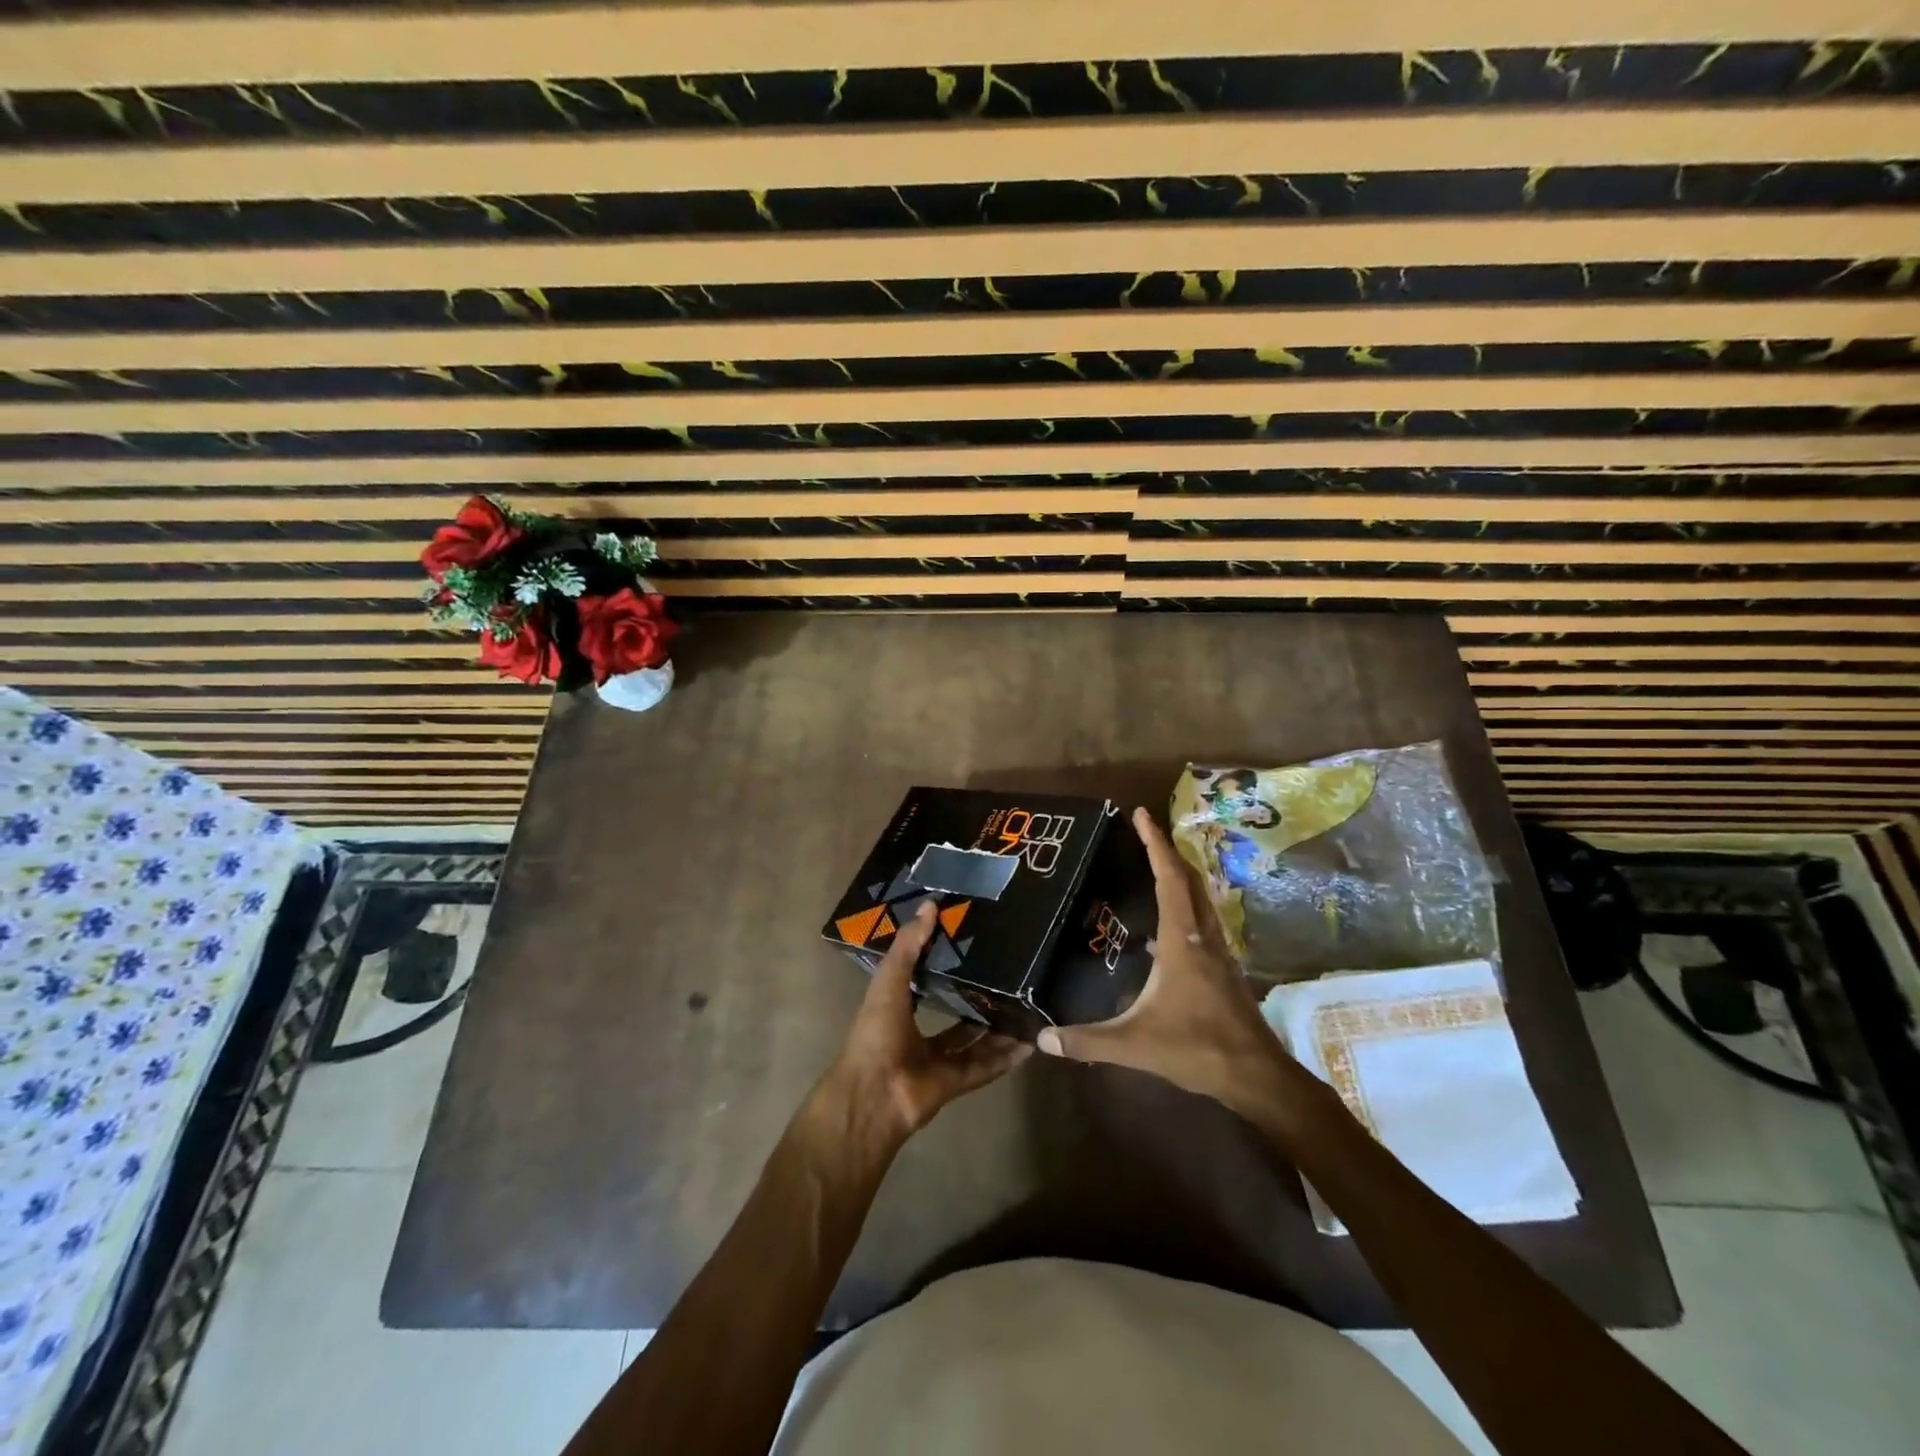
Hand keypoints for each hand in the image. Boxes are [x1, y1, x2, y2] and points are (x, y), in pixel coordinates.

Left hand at [824, 900, 1030, 1143]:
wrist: (874, 1096)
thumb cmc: (876, 1033)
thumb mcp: (889, 981)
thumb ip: (909, 946)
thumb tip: (931, 905)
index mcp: (897, 1008)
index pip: (922, 981)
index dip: (942, 963)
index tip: (970, 942)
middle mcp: (917, 1034)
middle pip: (954, 1014)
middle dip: (977, 999)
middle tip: (1008, 977)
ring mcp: (937, 1061)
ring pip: (974, 1041)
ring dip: (997, 1028)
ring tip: (1025, 1006)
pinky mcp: (955, 1083)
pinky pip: (985, 1067)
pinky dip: (1005, 1057)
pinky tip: (1028, 1043)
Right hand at [1036, 808, 1328, 1128]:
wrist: (1257, 1076)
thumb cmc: (1197, 1048)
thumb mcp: (1135, 1043)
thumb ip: (1087, 1040)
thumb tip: (1042, 1039)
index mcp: (1182, 940)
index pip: (1168, 878)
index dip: (1154, 843)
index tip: (1140, 814)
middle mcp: (1203, 936)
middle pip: (1189, 879)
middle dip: (1168, 850)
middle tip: (1145, 832)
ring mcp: (1218, 952)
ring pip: (1200, 899)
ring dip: (1181, 876)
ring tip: (1156, 866)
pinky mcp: (1224, 970)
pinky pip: (1203, 922)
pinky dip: (1185, 906)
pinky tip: (1166, 930)